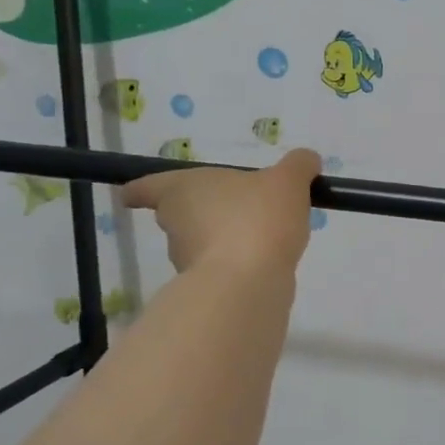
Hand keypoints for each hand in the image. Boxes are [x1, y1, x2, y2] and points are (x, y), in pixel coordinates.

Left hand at [123, 149, 321, 278]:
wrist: (248, 282)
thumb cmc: (257, 218)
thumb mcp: (287, 180)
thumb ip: (298, 165)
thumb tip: (306, 159)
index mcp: (182, 189)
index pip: (146, 187)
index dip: (144, 189)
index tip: (138, 195)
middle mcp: (176, 223)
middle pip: (177, 214)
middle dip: (200, 212)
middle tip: (231, 207)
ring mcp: (188, 259)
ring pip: (199, 242)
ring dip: (222, 238)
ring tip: (260, 234)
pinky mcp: (208, 286)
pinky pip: (222, 266)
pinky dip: (238, 262)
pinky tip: (266, 258)